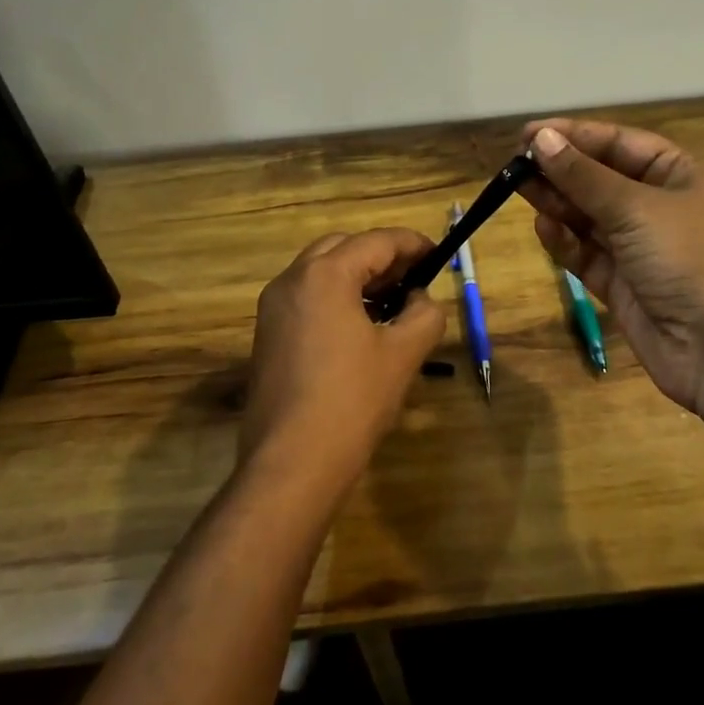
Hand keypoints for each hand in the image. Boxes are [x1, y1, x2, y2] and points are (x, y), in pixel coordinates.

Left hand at [240, 228, 445, 499]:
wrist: (291, 463)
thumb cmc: (352, 401)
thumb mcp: (403, 354)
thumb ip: (424, 314)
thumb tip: (419, 299)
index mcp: (324, 275)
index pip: (376, 241)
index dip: (411, 243)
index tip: (436, 254)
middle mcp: (291, 280)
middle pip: (342, 248)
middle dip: (381, 256)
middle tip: (413, 278)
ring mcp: (272, 308)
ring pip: (320, 272)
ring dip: (357, 276)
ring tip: (391, 303)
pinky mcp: (267, 335)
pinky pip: (306, 298)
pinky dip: (335, 297)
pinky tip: (360, 327)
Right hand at [519, 122, 703, 445]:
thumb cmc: (695, 258)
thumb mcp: (638, 207)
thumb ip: (584, 176)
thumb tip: (540, 139)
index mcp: (679, 175)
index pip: (619, 143)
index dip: (574, 136)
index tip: (528, 135)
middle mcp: (660, 208)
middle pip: (601, 179)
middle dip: (561, 170)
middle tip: (514, 163)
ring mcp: (642, 250)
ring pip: (590, 217)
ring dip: (558, 203)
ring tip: (517, 188)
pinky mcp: (624, 288)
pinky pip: (588, 255)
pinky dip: (565, 242)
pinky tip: (543, 227)